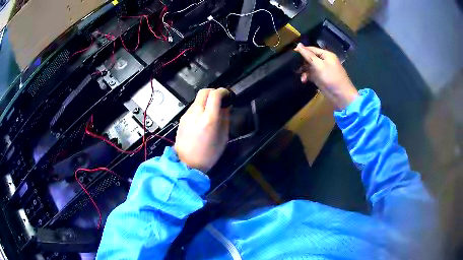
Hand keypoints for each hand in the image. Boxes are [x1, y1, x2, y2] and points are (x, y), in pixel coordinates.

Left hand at [174, 88, 229, 172]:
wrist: (186, 164)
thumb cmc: (208, 155)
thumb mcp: (223, 138)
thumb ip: (225, 119)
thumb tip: (226, 106)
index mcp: (209, 119)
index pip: (215, 95)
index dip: (223, 91)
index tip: (228, 95)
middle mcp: (196, 113)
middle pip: (204, 92)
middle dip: (213, 92)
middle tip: (220, 99)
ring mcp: (187, 115)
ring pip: (197, 99)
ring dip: (206, 100)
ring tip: (212, 110)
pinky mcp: (182, 119)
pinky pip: (192, 107)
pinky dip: (199, 107)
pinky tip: (202, 117)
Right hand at [294, 43, 358, 109]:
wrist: (341, 96)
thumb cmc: (332, 78)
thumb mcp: (319, 65)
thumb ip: (308, 55)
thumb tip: (298, 45)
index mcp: (326, 55)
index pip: (311, 49)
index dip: (302, 50)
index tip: (291, 53)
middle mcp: (324, 61)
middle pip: (310, 57)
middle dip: (302, 61)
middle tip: (293, 65)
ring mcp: (322, 70)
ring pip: (309, 66)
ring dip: (303, 70)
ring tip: (298, 73)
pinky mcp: (320, 78)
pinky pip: (311, 74)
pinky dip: (306, 76)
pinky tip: (303, 80)